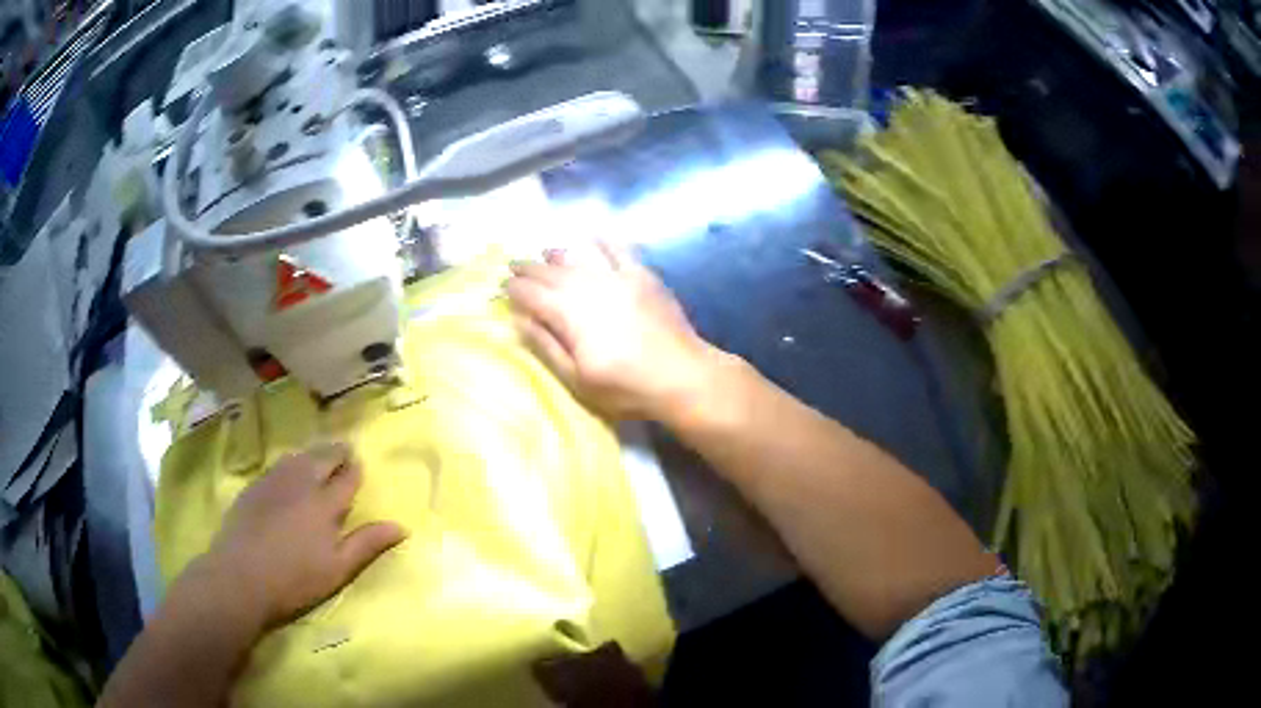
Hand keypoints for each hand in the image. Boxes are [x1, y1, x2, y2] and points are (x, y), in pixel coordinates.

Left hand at [199, 442, 406, 631]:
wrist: (240, 576)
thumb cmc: (295, 579)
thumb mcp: (337, 569)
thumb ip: (367, 544)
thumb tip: (401, 526)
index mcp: (324, 504)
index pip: (346, 478)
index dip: (354, 470)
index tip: (359, 465)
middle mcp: (300, 483)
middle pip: (322, 458)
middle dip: (336, 453)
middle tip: (344, 450)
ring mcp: (273, 482)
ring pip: (298, 457)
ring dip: (312, 454)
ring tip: (319, 455)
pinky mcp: (254, 487)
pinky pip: (278, 465)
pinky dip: (290, 462)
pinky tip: (288, 471)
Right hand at [505, 240, 719, 421]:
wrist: (681, 375)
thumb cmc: (625, 386)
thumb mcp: (576, 378)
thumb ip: (545, 345)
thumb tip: (518, 319)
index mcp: (568, 313)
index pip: (531, 294)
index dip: (514, 289)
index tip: (502, 286)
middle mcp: (587, 286)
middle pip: (550, 272)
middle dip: (528, 268)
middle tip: (513, 265)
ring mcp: (616, 277)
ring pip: (579, 257)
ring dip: (558, 254)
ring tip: (544, 252)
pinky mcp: (641, 275)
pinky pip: (619, 249)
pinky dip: (604, 240)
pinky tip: (593, 235)